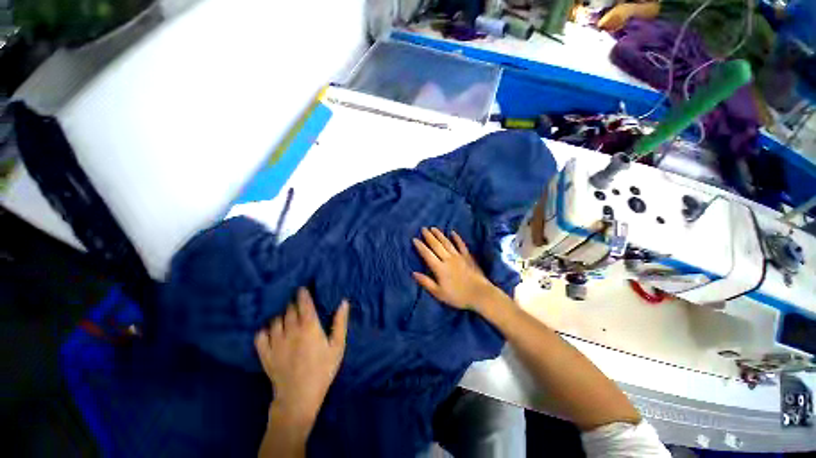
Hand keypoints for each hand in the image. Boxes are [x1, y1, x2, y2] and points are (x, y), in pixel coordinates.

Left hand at [255, 288, 348, 428]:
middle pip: (289, 309)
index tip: (302, 288)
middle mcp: (290, 330)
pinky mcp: (265, 354)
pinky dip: (265, 330)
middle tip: (298, 305)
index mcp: (309, 327)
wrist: (299, 398)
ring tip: (286, 318)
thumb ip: (340, 322)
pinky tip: (271, 332)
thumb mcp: (337, 346)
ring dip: (281, 316)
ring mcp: (275, 342)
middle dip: (293, 304)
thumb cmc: (323, 370)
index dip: (302, 293)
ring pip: (275, 320)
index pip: (304, 303)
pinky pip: (260, 335)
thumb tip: (343, 302)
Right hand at [412, 227, 498, 310]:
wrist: (480, 294)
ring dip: (439, 235)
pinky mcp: (468, 257)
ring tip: (433, 228)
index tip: (414, 239)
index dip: (420, 246)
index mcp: (439, 268)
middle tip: (423, 228)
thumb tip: (413, 273)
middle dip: (429, 236)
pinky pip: (461, 245)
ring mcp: (458, 256)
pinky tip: (453, 232)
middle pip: (436, 245)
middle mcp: (448, 259)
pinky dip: (457, 238)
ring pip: (447, 243)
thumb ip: (426, 282)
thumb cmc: (458, 296)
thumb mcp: (439, 293)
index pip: (427, 254)